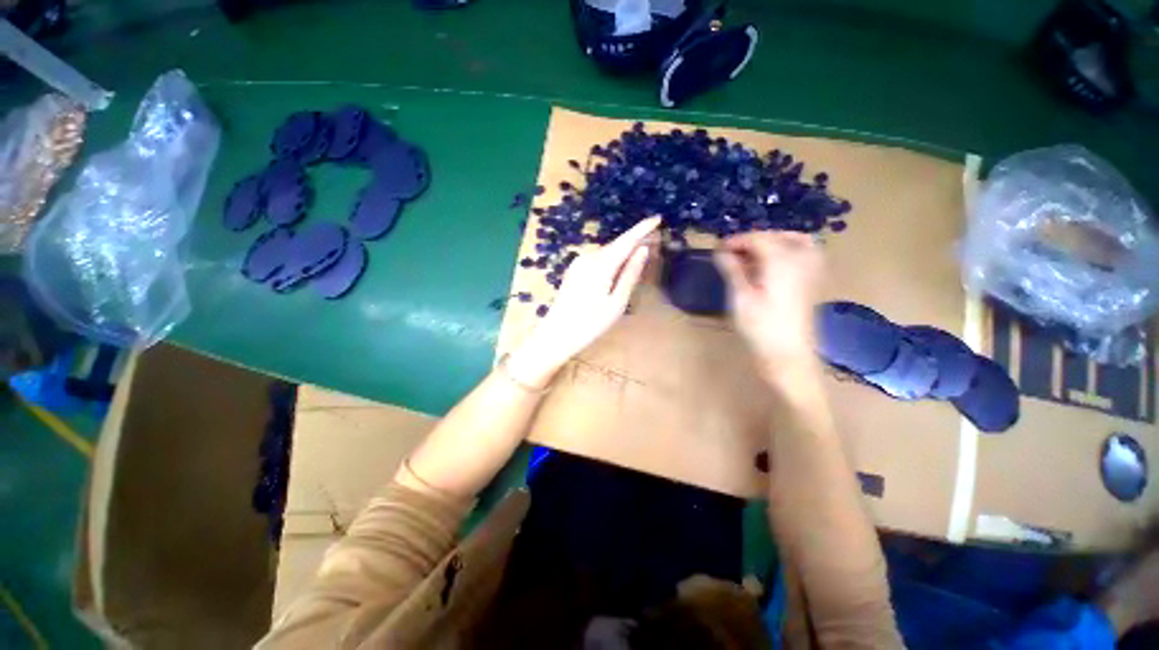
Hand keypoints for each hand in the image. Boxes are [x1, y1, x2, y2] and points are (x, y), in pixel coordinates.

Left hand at [508, 218, 659, 387]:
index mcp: (601, 265)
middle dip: (635, 240)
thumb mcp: (616, 303)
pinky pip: (597, 258)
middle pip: (616, 244)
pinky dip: (611, 258)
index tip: (658, 219)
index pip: (626, 241)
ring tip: (640, 255)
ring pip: (607, 251)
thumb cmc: (590, 324)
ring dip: (623, 250)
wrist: (557, 334)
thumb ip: (630, 274)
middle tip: (656, 241)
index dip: (642, 229)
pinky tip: (618, 266)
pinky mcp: (574, 269)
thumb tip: (643, 250)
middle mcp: (588, 258)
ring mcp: (578, 263)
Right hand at [714, 231, 823, 381]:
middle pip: (778, 236)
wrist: (788, 355)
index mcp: (782, 261)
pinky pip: (804, 254)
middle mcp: (801, 260)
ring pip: (796, 242)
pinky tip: (771, 267)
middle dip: (754, 240)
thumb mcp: (740, 297)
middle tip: (733, 253)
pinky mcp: (812, 283)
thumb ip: (732, 270)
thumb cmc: (760, 327)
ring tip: (752, 257)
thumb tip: (720, 251)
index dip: (736, 240)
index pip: (758, 238)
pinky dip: (787, 252)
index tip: (717, 249)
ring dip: (773, 243)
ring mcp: (811, 271)